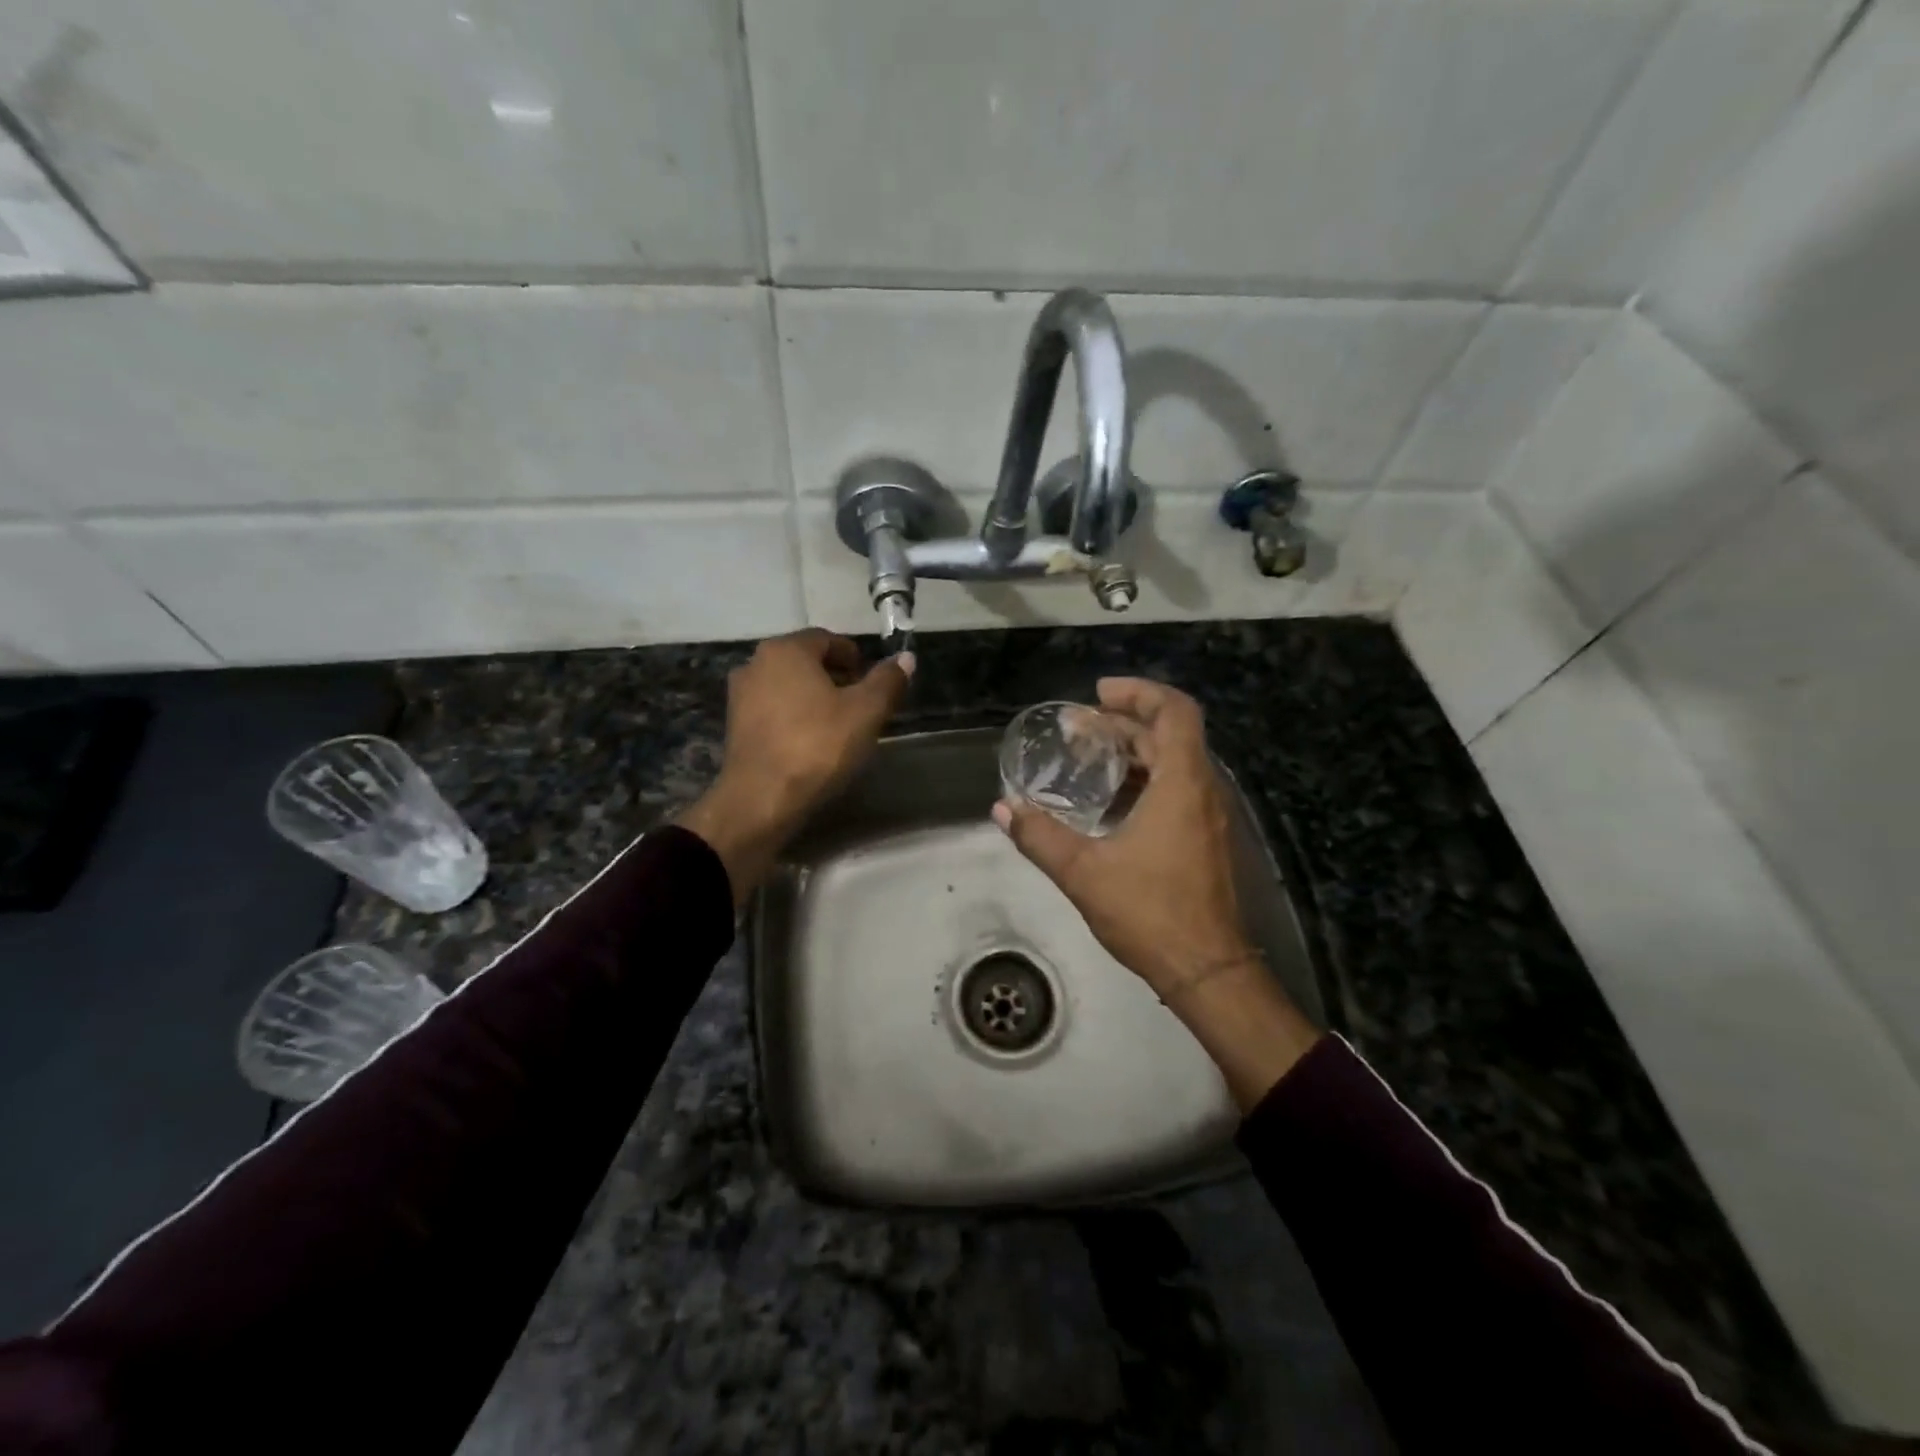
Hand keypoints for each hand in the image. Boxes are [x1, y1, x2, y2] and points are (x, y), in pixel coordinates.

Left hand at [677, 630, 912, 904]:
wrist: (761, 799)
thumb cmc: (817, 746)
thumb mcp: (865, 712)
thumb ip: (887, 681)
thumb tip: (906, 657)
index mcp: (786, 650)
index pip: (828, 639)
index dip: (855, 657)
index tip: (873, 682)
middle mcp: (756, 663)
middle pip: (805, 661)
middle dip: (835, 677)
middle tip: (861, 703)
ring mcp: (740, 695)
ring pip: (788, 686)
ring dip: (814, 697)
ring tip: (839, 725)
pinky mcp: (735, 726)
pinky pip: (773, 709)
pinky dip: (794, 716)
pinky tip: (811, 741)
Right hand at [994, 678, 1318, 1107]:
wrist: (1208, 970)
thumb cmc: (1150, 912)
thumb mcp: (1083, 872)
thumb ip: (1039, 836)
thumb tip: (1002, 808)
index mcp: (1182, 784)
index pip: (1174, 711)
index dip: (1138, 692)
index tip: (1097, 694)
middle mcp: (1203, 790)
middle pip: (1169, 733)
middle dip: (1122, 722)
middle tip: (1076, 728)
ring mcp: (1208, 816)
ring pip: (1174, 762)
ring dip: (1133, 751)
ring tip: (1087, 758)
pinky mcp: (1205, 839)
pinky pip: (1177, 788)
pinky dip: (1144, 779)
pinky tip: (1109, 802)